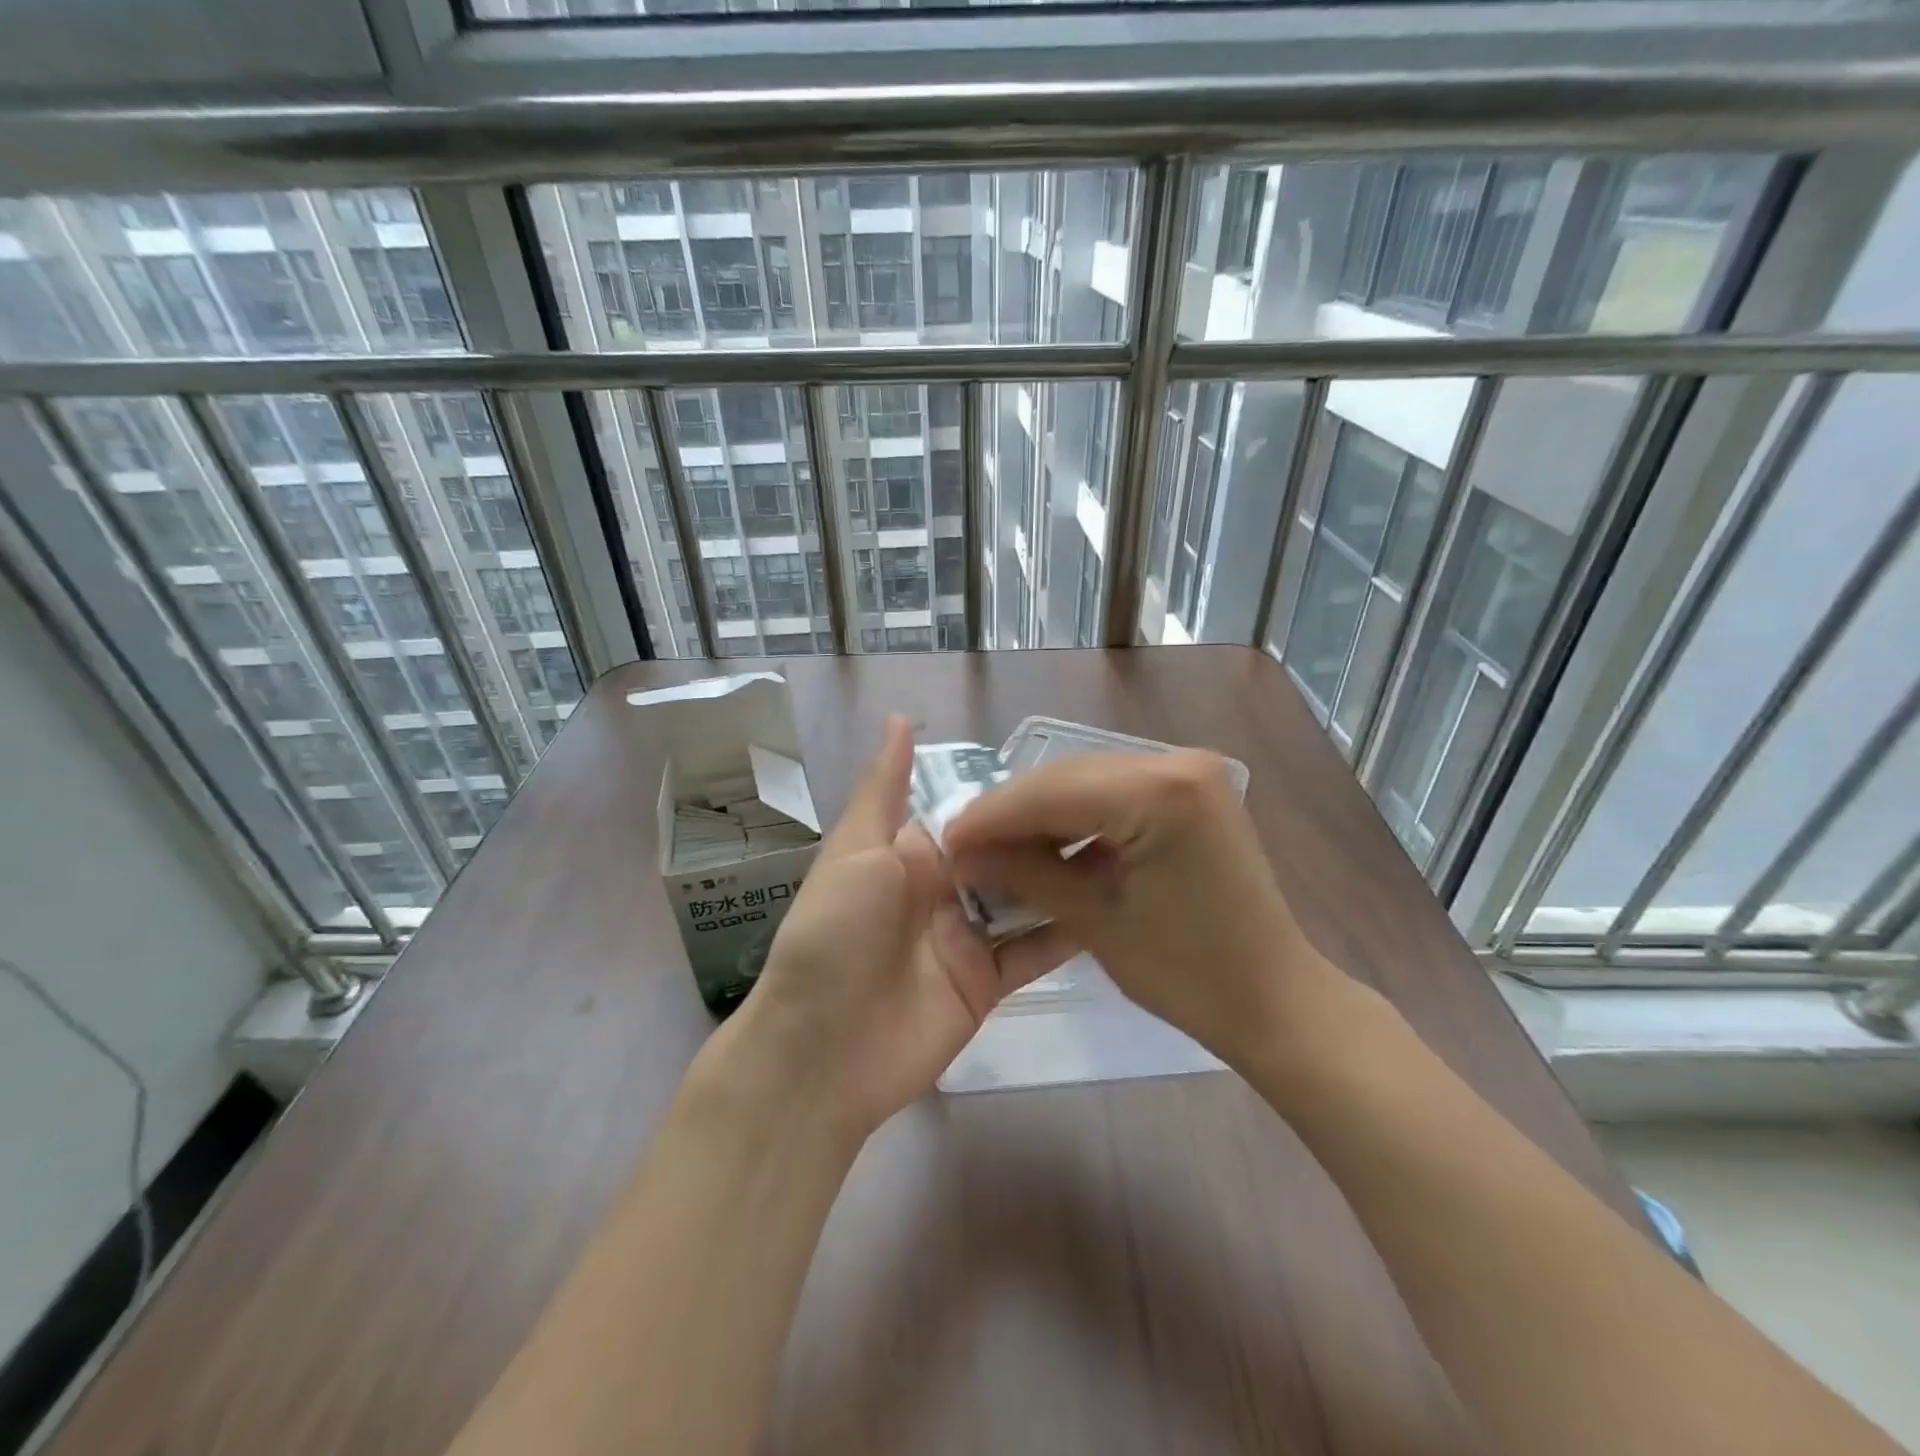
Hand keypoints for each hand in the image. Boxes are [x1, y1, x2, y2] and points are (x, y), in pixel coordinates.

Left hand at [723, 717, 1075, 1137]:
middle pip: (1004, 853)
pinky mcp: (987, 981)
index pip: (970, 811)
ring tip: (1124, 849)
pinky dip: (1066, 933)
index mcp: (911, 852)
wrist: (822, 1049)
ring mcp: (967, 936)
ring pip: (1025, 898)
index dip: (1010, 793)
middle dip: (1046, 834)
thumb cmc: (835, 934)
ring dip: (1064, 878)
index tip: (1066, 769)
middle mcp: (943, 888)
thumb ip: (885, 789)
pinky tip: (1113, 909)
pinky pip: (1032, 951)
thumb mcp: (855, 850)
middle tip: (1111, 808)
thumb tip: (899, 718)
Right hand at [943, 750, 1335, 1070]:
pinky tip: (1046, 845)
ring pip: (1087, 781)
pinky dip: (1077, 818)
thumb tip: (962, 852)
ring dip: (1041, 814)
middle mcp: (1177, 762)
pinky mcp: (1190, 790)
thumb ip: (1025, 874)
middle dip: (1012, 813)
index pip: (1053, 791)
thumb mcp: (1095, 921)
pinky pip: (1115, 793)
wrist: (1274, 998)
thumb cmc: (1189, 974)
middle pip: (1068, 778)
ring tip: (997, 849)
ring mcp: (1188, 771)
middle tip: (965, 846)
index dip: (992, 816)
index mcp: (1162, 791)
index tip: (945, 840)